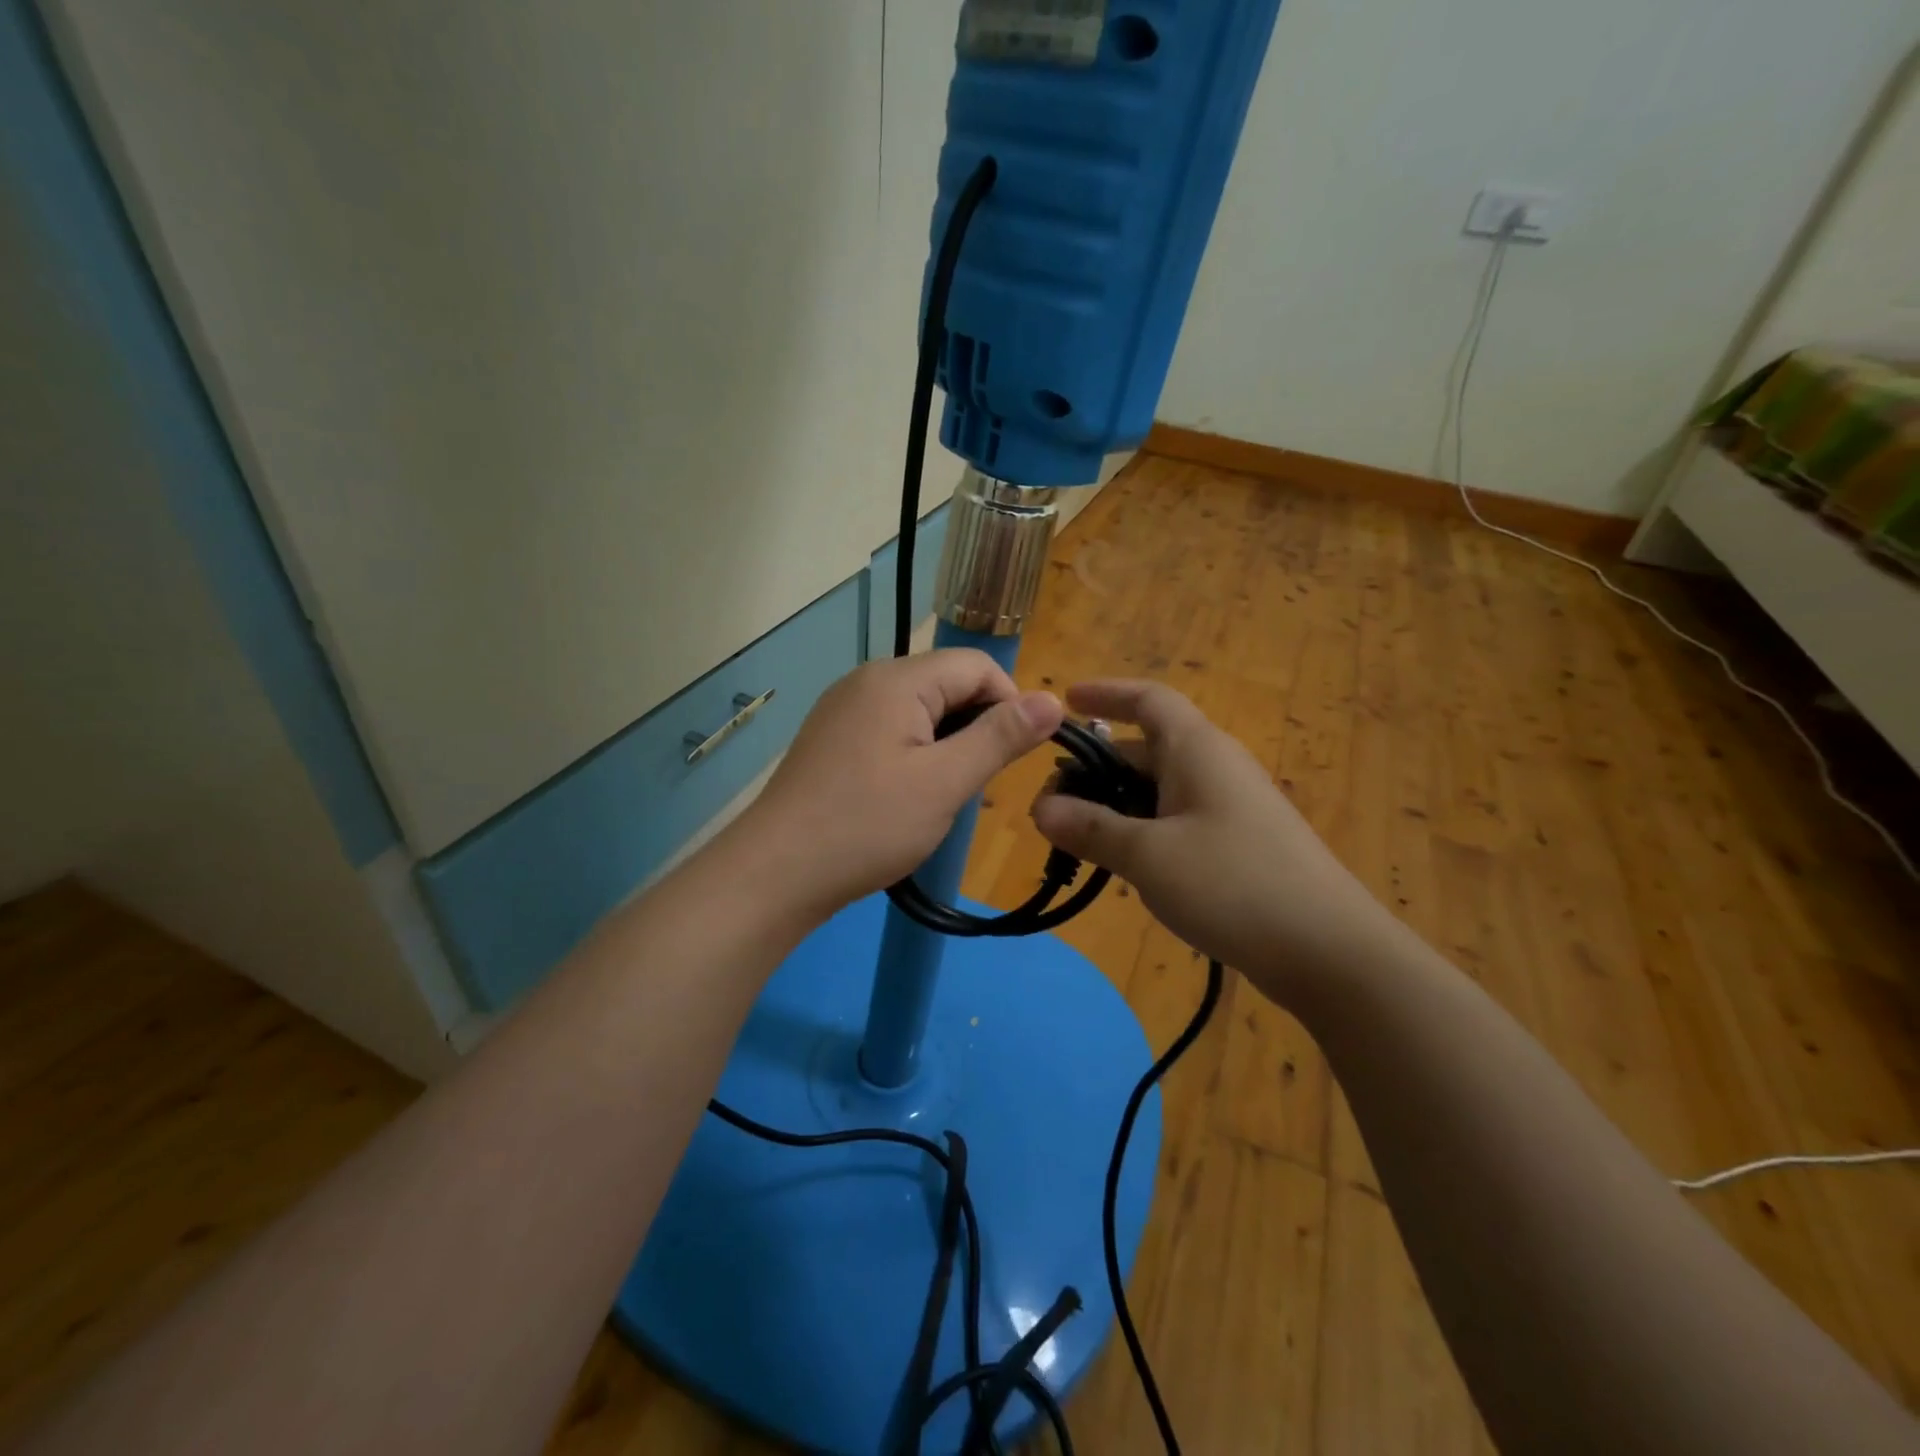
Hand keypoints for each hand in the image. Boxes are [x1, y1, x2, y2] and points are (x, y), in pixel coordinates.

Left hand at [735, 650, 1062, 919]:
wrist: (776, 872)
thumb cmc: (867, 825)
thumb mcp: (945, 782)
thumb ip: (1000, 737)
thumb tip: (1053, 701)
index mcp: (897, 679)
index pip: (977, 665)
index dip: (1010, 703)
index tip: (1018, 756)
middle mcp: (868, 680)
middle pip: (947, 685)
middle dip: (977, 728)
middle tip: (981, 786)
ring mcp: (844, 710)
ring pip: (921, 712)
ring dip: (949, 747)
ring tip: (951, 798)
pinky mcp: (832, 739)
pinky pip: (891, 732)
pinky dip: (917, 756)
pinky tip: (913, 798)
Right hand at [1031, 681, 1398, 1001]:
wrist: (1329, 951)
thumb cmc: (1232, 885)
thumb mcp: (1147, 856)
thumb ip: (1091, 829)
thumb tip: (1041, 808)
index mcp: (1197, 749)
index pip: (1148, 699)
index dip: (1105, 693)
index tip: (1065, 702)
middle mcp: (1217, 766)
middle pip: (1146, 749)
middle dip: (1096, 769)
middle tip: (1051, 804)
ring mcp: (1233, 806)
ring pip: (1161, 788)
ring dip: (1117, 804)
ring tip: (1078, 838)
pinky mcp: (1242, 843)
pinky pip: (1180, 819)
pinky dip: (1144, 829)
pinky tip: (1127, 865)